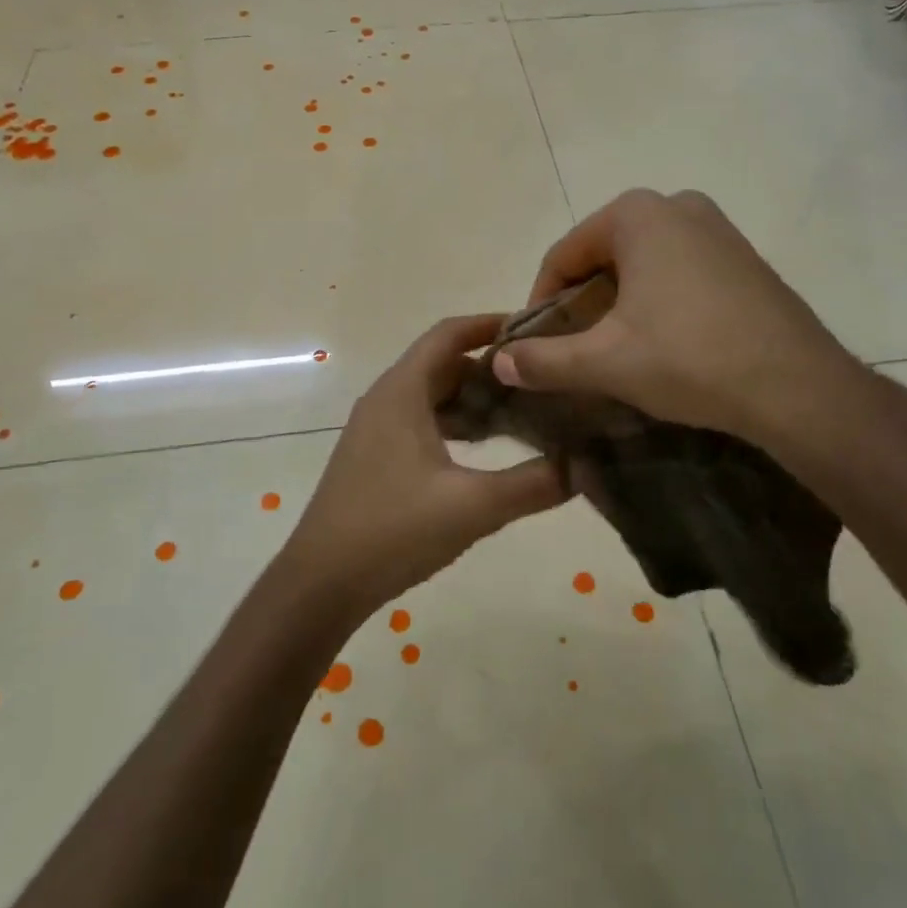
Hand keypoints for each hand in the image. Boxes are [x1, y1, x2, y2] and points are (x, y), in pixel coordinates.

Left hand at [284, 315, 570, 616]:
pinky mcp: (374, 456)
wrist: (322, 583)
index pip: (448, 334)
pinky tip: (483, 451)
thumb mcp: (473, 507)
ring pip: (432, 395)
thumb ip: (533, 484)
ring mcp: (376, 429)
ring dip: (472, 398)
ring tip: (521, 413)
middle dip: (490, 368)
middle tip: (539, 380)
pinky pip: (420, 421)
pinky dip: (453, 424)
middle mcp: (385, 399)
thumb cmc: (393, 531)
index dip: (490, 324)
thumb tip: (584, 466)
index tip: (534, 330)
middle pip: (443, 363)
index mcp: (402, 392)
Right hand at [494, 190, 885, 464]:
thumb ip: (544, 360)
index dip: (541, 302)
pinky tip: (663, 344)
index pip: (564, 255)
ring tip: (616, 351)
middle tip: (576, 350)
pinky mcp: (743, 258)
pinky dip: (657, 301)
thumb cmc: (689, 359)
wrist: (797, 386)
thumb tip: (499, 362)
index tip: (536, 346)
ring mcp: (717, 229)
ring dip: (618, 304)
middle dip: (582, 303)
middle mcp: (678, 205)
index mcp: (637, 215)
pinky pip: (679, 272)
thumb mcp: (605, 361)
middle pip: (603, 256)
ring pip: (642, 265)